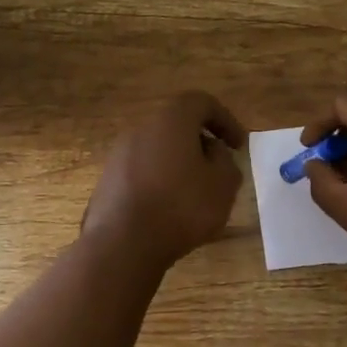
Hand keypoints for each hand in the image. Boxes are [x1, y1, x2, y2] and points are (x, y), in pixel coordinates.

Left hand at [81, 91, 247, 268]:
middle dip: (200, 143)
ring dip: (179, 164)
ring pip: (158, 150)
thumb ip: (225, 161)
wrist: (123, 243)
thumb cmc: (181, 207)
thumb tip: (212, 152)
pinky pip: (142, 172)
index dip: (225, 120)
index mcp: (171, 120)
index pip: (201, 102)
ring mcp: (119, 154)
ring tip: (195, 193)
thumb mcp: (223, 185)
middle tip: (218, 168)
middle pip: (176, 125)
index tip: (239, 146)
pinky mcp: (108, 180)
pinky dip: (160, 181)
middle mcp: (141, 128)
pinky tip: (169, 209)